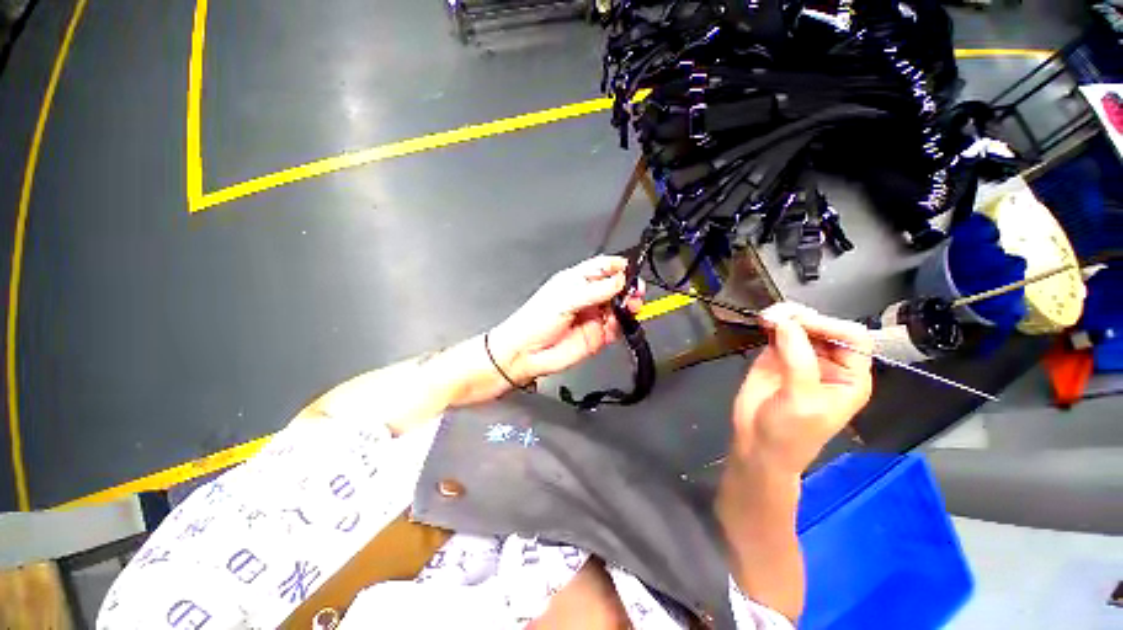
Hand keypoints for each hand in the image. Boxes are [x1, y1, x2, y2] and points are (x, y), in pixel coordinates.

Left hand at [488, 256, 644, 385]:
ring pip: (619, 306)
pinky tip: (623, 321)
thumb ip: (595, 291)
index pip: (602, 267)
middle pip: (615, 286)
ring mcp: (593, 316)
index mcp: (576, 281)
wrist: (527, 353)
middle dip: (628, 287)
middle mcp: (587, 297)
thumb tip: (619, 280)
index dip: (617, 266)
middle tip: (635, 290)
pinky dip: (624, 323)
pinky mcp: (598, 335)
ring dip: (629, 305)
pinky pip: (617, 327)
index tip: (630, 269)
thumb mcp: (565, 299)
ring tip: (632, 305)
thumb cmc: (534, 321)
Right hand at [731, 303, 872, 474]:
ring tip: (767, 317)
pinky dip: (770, 323)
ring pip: (799, 326)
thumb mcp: (802, 400)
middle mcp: (828, 363)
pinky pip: (776, 332)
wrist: (757, 445)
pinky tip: (762, 321)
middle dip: (803, 318)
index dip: (829, 325)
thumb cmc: (790, 433)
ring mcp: (799, 358)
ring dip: (784, 317)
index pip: (851, 337)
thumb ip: (798, 360)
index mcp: (849, 376)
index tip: (798, 324)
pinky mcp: (774, 357)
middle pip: (824, 327)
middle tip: (777, 316)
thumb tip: (785, 322)